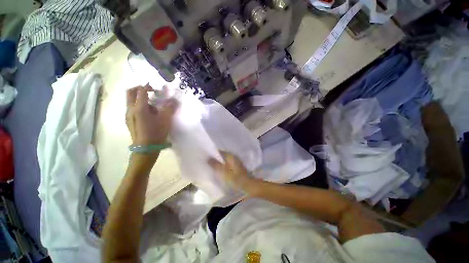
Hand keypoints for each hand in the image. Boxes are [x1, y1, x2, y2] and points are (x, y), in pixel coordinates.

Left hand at [126, 85, 178, 145]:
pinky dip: (139, 106)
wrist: (146, 148)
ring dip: (140, 99)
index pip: (141, 91)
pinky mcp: (129, 121)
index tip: (155, 87)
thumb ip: (170, 108)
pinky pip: (132, 108)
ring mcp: (128, 115)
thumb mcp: (166, 119)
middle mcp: (130, 109)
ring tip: (153, 106)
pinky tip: (149, 114)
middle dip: (139, 89)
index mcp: (139, 107)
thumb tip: (174, 100)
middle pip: (130, 93)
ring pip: (131, 101)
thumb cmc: (156, 132)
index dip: (148, 86)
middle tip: (150, 91)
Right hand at [208, 152, 253, 191]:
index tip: (207, 157)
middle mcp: (234, 157)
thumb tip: (208, 158)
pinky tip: (220, 171)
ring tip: (213, 167)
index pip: (220, 151)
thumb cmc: (234, 178)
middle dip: (216, 159)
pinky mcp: (238, 168)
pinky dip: (224, 167)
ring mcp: (236, 162)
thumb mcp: (222, 171)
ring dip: (220, 163)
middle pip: (223, 156)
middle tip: (208, 163)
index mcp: (230, 156)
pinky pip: (228, 165)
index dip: (213, 153)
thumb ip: (214, 164)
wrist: (247, 185)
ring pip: (225, 160)